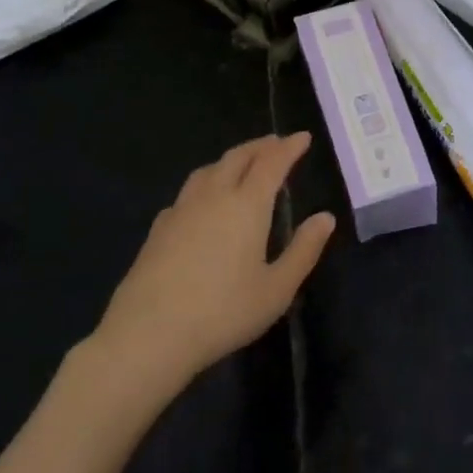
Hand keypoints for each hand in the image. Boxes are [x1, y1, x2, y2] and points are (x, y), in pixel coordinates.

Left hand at [90, 133, 334, 388]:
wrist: (147, 335)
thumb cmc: (223, 312)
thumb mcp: (277, 289)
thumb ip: (304, 250)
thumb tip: (325, 218)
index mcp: (247, 205)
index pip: (272, 163)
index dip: (289, 147)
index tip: (302, 137)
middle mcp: (214, 196)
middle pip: (238, 157)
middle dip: (260, 146)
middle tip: (276, 143)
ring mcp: (181, 210)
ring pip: (209, 170)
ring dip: (231, 160)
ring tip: (242, 164)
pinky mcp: (158, 229)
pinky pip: (188, 192)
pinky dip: (206, 183)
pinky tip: (204, 202)